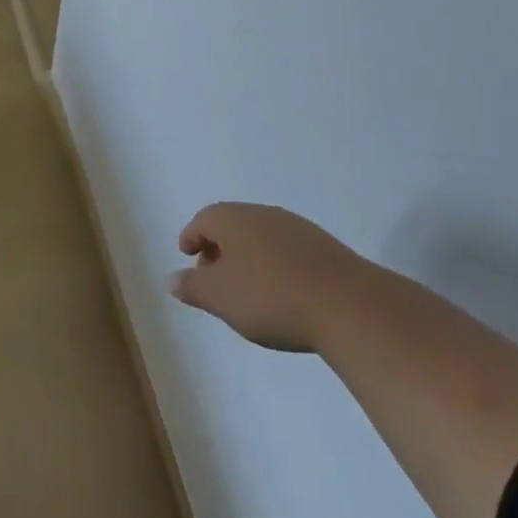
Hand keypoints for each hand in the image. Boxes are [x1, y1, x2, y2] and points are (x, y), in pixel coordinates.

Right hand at [170, 202, 359, 352]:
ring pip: (260, 236)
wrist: (346, 304)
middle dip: (218, 248)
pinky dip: (274, 264)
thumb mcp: (220, 298)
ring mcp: (296, 227)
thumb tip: (172, 278)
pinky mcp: (323, 246)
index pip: (203, 219)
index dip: (191, 237)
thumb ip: (193, 286)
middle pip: (231, 224)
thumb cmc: (269, 297)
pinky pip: (286, 249)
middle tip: (212, 277)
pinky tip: (281, 291)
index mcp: (232, 218)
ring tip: (246, 288)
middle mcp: (262, 213)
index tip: (186, 255)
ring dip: (247, 256)